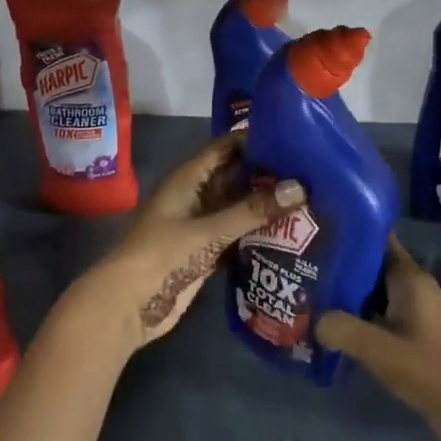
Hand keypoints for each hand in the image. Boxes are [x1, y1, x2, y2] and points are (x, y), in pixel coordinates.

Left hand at [56, 135, 301, 356]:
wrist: (128, 305)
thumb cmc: (162, 255)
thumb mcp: (209, 231)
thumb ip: (253, 211)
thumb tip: (300, 189)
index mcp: (189, 178)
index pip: (226, 148)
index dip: (256, 140)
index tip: (295, 136)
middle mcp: (196, 196)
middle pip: (236, 177)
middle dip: (268, 174)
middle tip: (312, 170)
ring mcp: (201, 225)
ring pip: (238, 208)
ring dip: (265, 206)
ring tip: (310, 197)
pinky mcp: (207, 252)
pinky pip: (237, 234)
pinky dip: (258, 233)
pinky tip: (291, 233)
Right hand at [315, 239, 440, 440]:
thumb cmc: (434, 371)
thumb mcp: (381, 351)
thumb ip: (342, 330)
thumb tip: (313, 319)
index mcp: (410, 279)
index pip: (376, 239)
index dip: (348, 232)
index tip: (316, 232)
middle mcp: (414, 288)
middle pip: (372, 266)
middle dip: (340, 266)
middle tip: (302, 267)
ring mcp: (417, 314)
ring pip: (375, 294)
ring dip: (347, 296)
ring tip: (309, 296)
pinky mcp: (417, 338)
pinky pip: (381, 317)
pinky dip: (360, 319)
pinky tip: (334, 329)